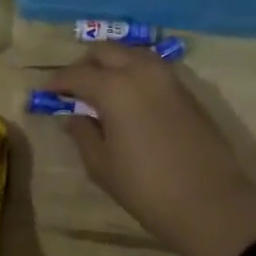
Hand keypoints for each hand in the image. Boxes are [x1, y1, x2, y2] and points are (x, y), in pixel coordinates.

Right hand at [44, 44, 255, 255]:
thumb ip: (83, 133)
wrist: (211, 204)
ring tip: (99, 89)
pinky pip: (152, 69)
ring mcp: (169, 79)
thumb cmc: (146, 188)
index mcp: (114, 88)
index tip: (44, 93)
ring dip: (112, 64)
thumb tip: (73, 116)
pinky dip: (133, 73)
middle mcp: (141, 72)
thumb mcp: (101, 165)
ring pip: (132, 53)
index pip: (76, 74)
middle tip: (72, 88)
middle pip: (106, 51)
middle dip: (84, 64)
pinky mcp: (187, 92)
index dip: (56, 83)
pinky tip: (127, 97)